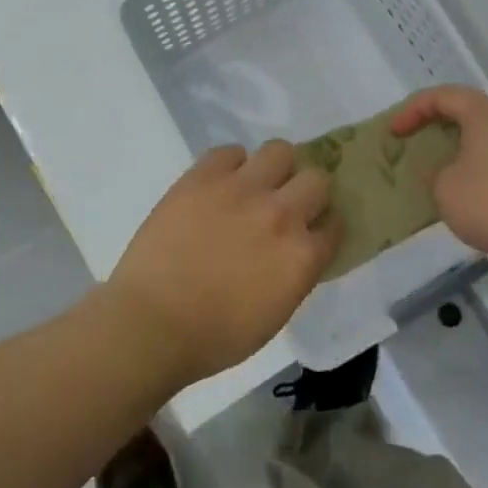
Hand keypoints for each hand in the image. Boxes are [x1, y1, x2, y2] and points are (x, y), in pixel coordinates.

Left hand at [108, 142, 339, 386]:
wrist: (152, 324)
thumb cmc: (215, 336)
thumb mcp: (275, 314)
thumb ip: (295, 274)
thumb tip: (296, 251)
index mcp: (303, 255)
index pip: (335, 224)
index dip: (324, 226)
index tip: (313, 231)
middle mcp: (282, 214)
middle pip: (317, 179)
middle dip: (307, 192)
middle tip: (287, 205)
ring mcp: (242, 189)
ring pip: (280, 150)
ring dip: (276, 168)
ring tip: (257, 184)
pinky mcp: (204, 177)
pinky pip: (230, 152)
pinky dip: (232, 164)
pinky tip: (222, 184)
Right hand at [389, 86, 487, 273]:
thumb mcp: (446, 190)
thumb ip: (436, 174)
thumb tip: (446, 171)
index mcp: (485, 113)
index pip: (443, 95)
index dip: (413, 110)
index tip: (394, 133)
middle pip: (469, 114)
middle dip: (438, 129)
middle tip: (417, 149)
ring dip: (462, 154)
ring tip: (443, 178)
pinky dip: (483, 172)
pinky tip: (473, 199)